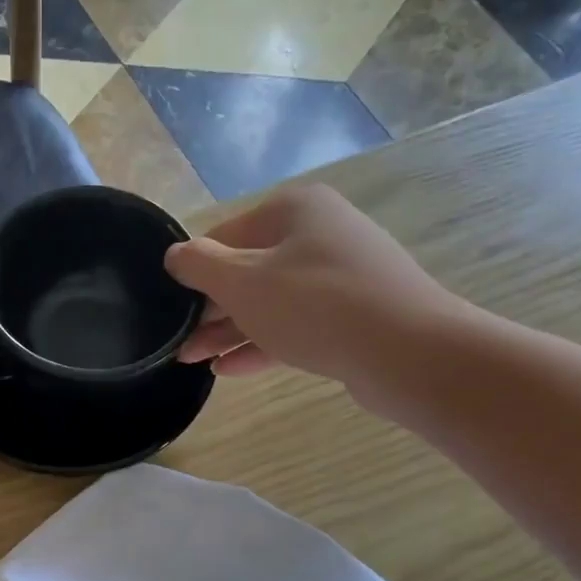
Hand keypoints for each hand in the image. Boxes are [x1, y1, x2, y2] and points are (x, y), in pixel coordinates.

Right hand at [164, 185, 463, 404]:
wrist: (408, 352)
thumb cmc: (314, 305)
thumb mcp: (241, 281)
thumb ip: (199, 265)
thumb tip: (175, 255)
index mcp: (294, 210)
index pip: (225, 235)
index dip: (194, 272)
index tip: (171, 306)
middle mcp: (319, 234)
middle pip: (248, 270)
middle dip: (210, 309)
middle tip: (179, 341)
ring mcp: (340, 276)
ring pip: (270, 302)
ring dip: (229, 332)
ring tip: (193, 360)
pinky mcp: (352, 315)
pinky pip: (295, 326)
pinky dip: (261, 344)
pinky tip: (229, 370)